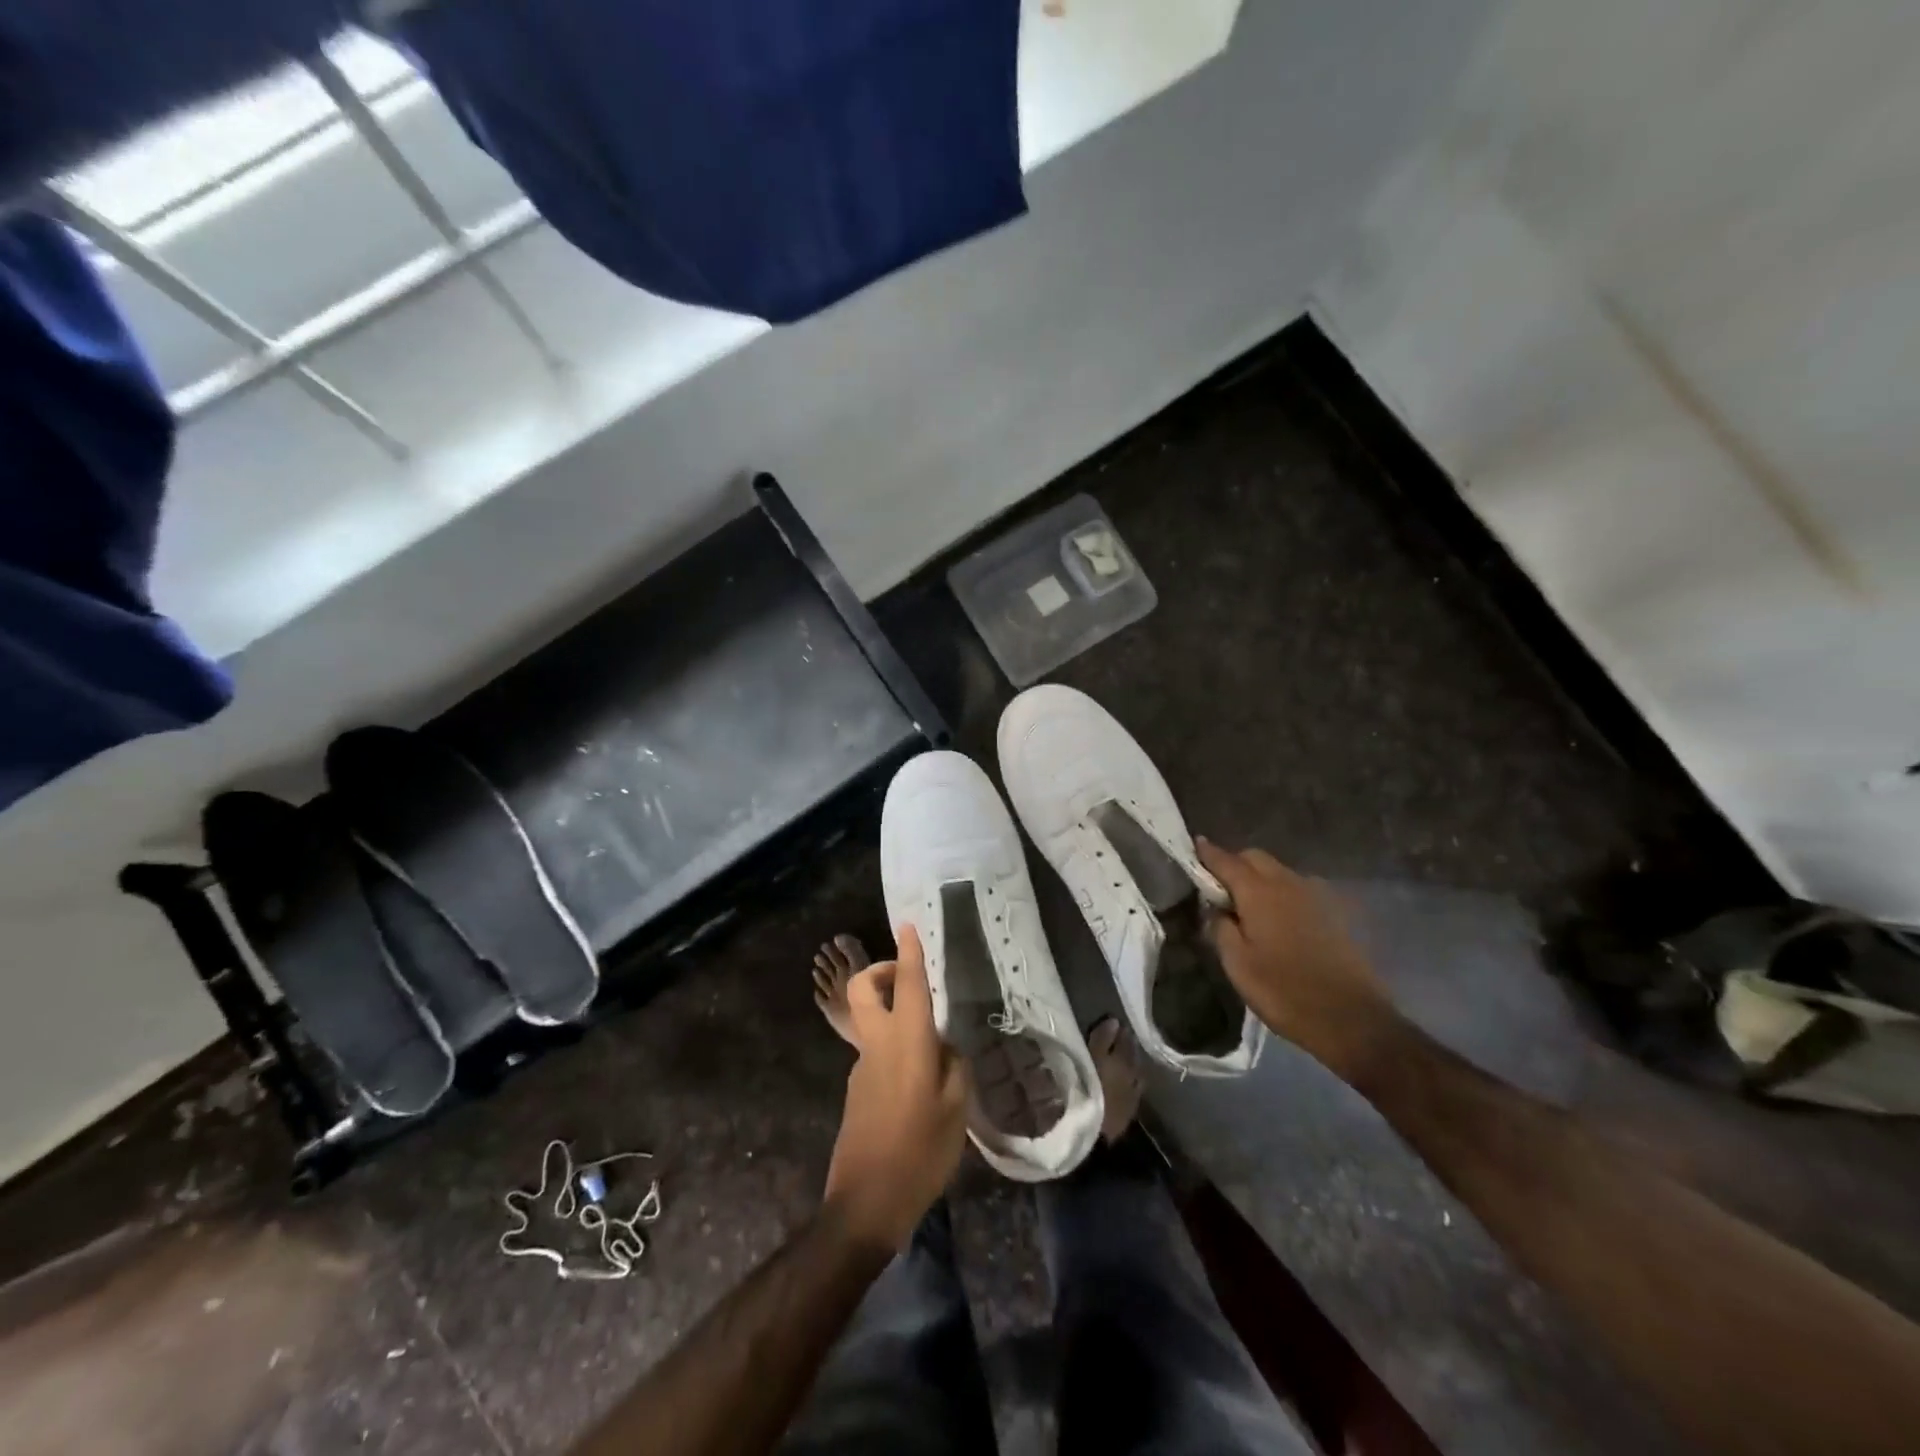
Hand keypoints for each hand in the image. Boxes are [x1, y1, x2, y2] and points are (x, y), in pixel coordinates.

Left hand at [822, 925, 970, 1252]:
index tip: (909, 925)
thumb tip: (944, 1048)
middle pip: (862, 990)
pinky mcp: (856, 1089)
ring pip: (869, 1020)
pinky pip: (875, 1051)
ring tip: (931, 1045)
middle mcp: (878, 1044)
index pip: (909, 984)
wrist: (865, 1202)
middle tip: (908, 978)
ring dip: (891, 1013)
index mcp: (907, 1042)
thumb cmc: (920, 1152)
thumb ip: (954, 1068)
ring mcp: (861, 1066)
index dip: (909, 952)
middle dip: (880, 971)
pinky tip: (918, 1084)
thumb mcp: (956, 1110)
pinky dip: (894, 1048)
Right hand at [1198, 840, 1400, 1081]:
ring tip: (1247, 906)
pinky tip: (1277, 920)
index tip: (1194, 845)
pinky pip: (1297, 889)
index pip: (1227, 861)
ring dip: (1259, 878)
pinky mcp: (1333, 913)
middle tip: (1218, 888)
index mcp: (1259, 892)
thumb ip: (1221, 928)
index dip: (1208, 853)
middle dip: (1234, 864)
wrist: (1352, 1019)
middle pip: (1255, 858)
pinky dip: (1280, 893)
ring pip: (1278, 872)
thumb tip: (1217, 908)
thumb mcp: (1237, 965)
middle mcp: (1288, 884)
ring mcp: (1314, 896)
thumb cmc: (1284, 992)